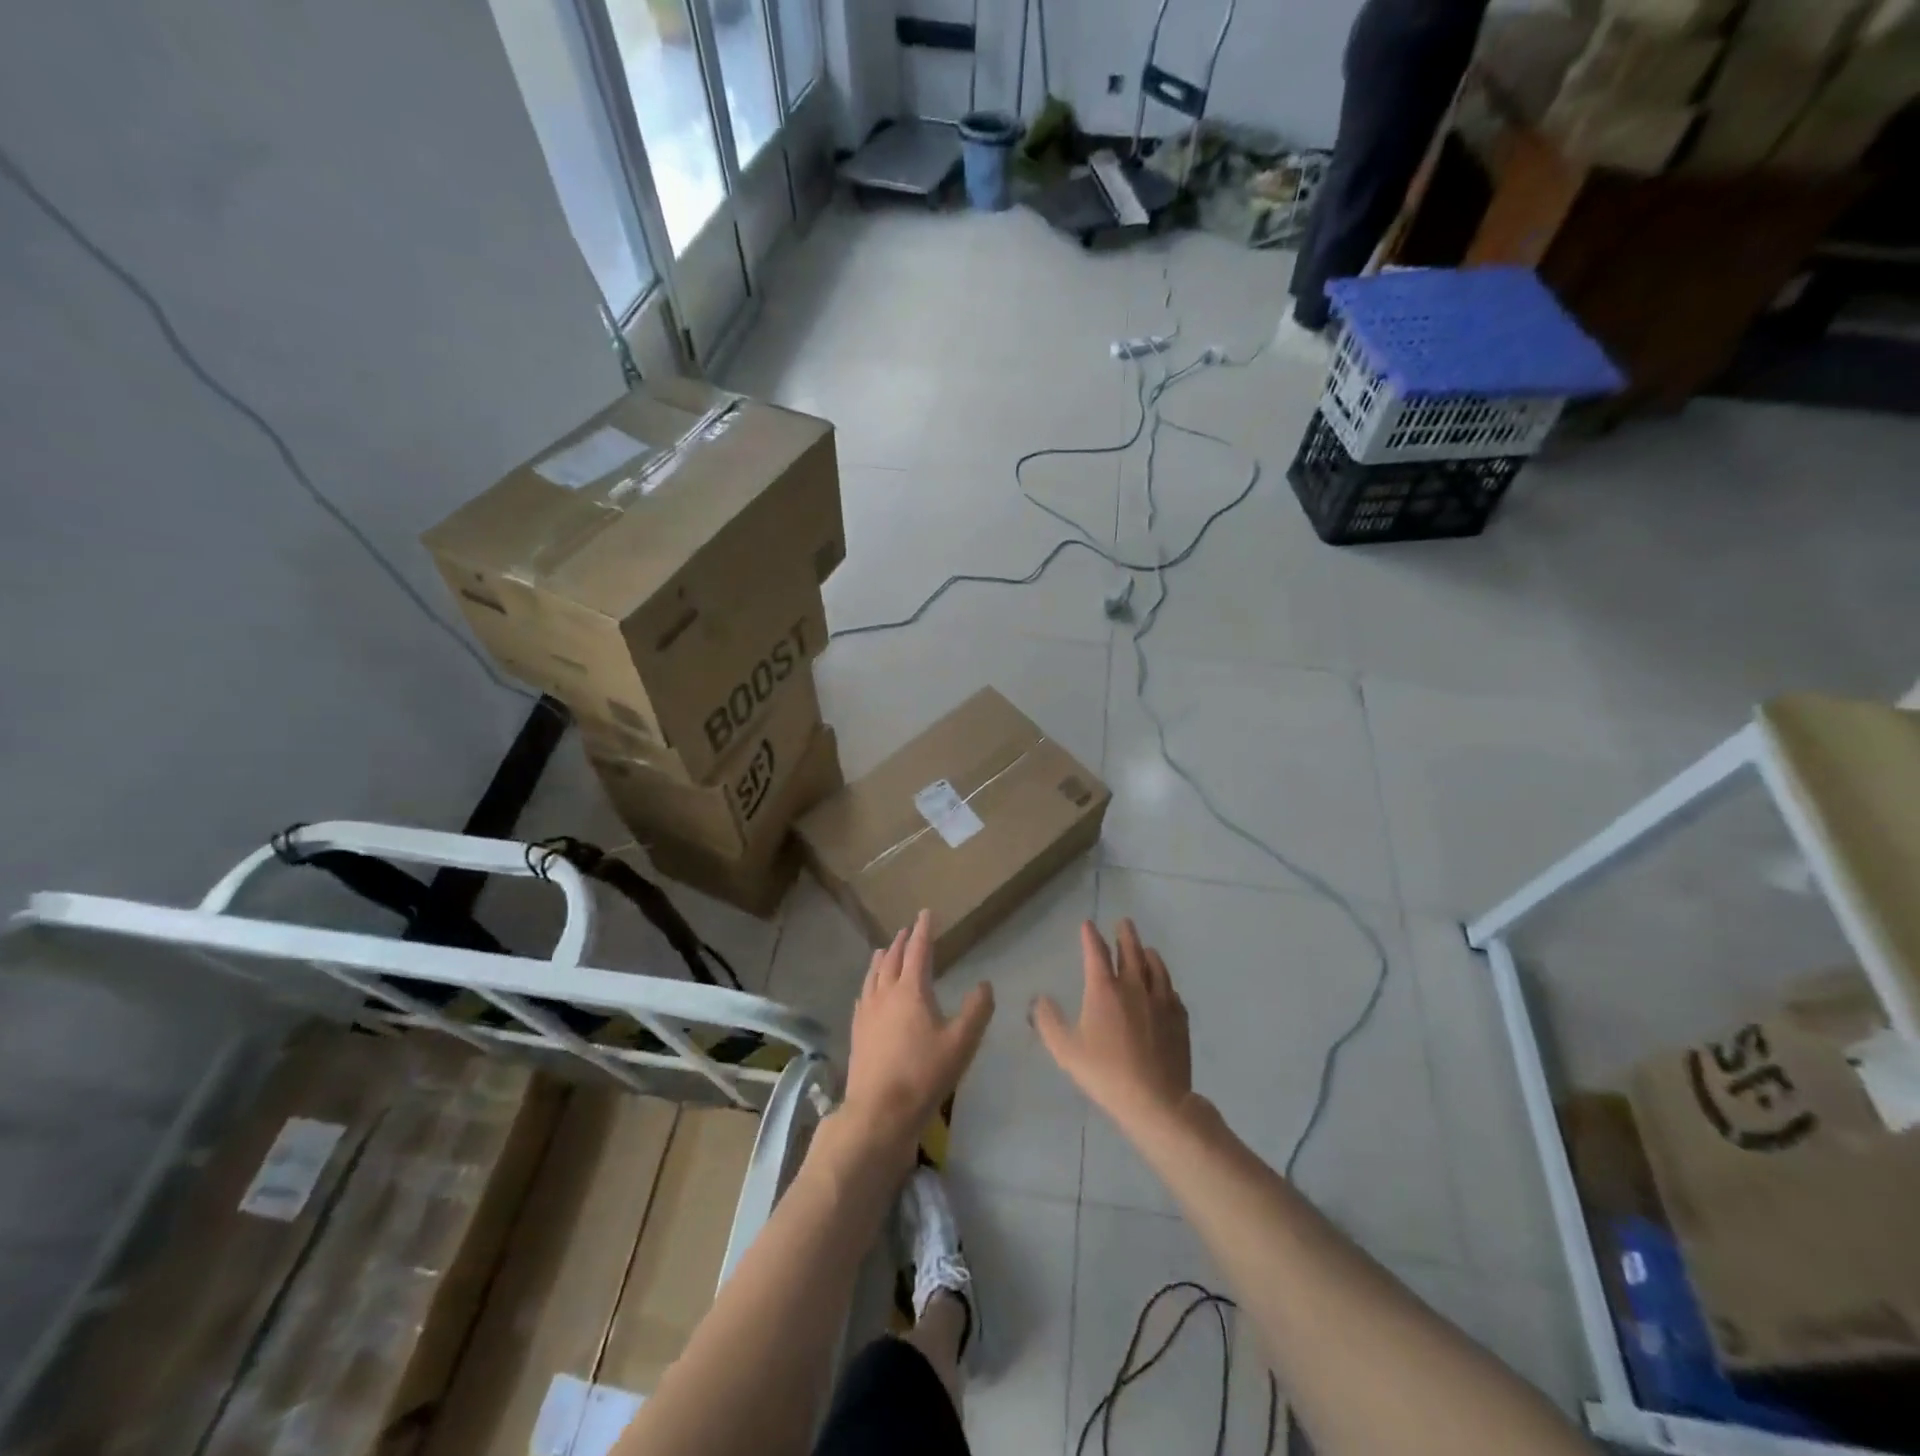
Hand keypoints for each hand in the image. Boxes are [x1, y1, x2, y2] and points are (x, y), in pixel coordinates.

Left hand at [841, 910, 994, 1164]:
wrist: (879, 1111)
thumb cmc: (924, 1074)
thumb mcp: (961, 1043)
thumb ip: (976, 1010)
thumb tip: (985, 984)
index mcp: (911, 990)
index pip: (918, 950)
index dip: (924, 930)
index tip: (926, 913)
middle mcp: (886, 993)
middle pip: (892, 959)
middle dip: (902, 942)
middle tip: (907, 930)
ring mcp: (868, 1012)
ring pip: (874, 975)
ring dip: (883, 958)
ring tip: (885, 950)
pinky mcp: (857, 1031)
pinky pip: (863, 995)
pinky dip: (869, 983)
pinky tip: (868, 991)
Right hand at [1033, 919, 1191, 1134]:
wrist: (1156, 1100)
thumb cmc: (1106, 1073)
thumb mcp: (1066, 1051)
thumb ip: (1049, 1022)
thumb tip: (1040, 999)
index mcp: (1105, 990)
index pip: (1096, 953)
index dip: (1090, 936)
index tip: (1088, 924)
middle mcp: (1134, 987)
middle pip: (1131, 952)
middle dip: (1125, 935)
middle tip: (1124, 922)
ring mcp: (1161, 1002)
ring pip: (1156, 968)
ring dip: (1149, 955)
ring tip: (1147, 949)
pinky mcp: (1179, 1019)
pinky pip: (1172, 993)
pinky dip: (1166, 984)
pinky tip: (1166, 988)